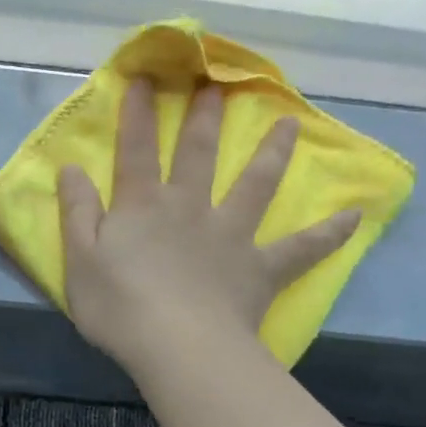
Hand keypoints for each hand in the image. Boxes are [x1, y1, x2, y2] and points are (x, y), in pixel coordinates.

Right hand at [57, 81, 358, 377]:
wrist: (177, 347)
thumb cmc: (119, 307)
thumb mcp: (79, 260)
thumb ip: (77, 212)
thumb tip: (71, 169)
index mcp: (143, 206)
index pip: (137, 150)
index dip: (138, 115)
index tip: (145, 79)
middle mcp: (190, 208)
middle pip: (198, 155)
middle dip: (205, 118)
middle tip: (218, 84)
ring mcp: (230, 235)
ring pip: (255, 185)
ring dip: (271, 152)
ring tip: (289, 124)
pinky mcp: (259, 268)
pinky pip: (300, 249)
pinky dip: (327, 234)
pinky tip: (354, 216)